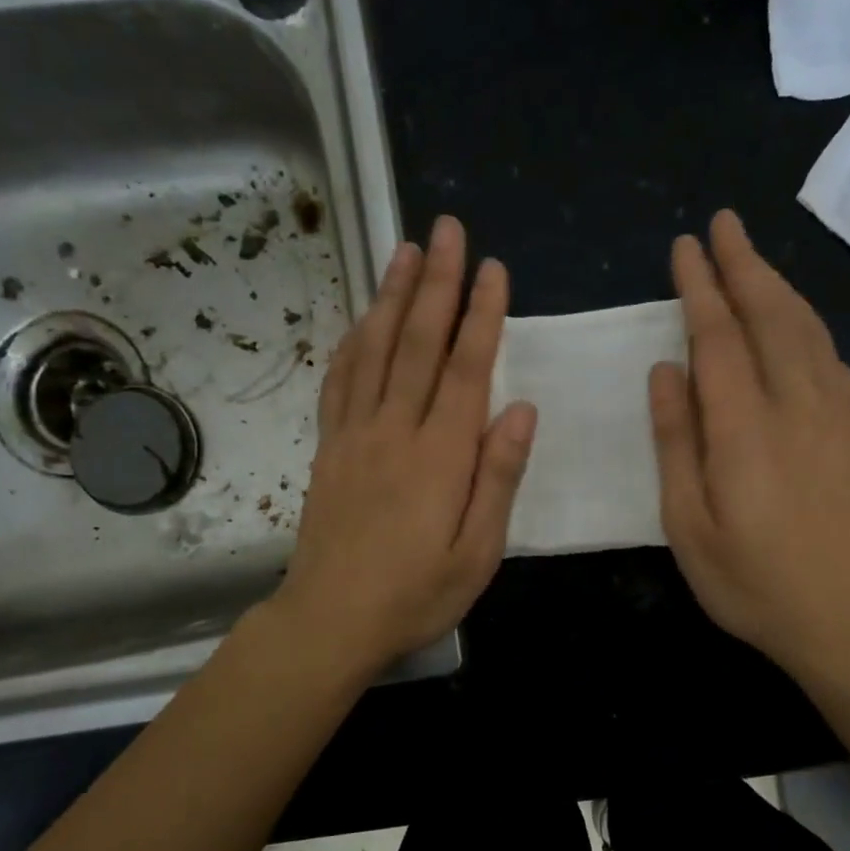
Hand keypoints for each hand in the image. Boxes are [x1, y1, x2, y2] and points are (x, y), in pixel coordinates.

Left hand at [273, 216, 536, 676]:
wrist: (331, 620)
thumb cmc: (417, 594)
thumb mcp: (478, 551)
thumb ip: (499, 477)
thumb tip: (520, 410)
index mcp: (441, 454)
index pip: (466, 368)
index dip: (482, 315)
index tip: (493, 268)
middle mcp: (396, 430)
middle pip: (418, 342)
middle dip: (437, 283)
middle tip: (447, 230)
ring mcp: (355, 435)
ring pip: (374, 350)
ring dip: (392, 296)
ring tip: (405, 251)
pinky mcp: (329, 448)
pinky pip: (339, 382)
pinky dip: (352, 342)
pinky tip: (361, 318)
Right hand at [648, 210, 849, 680]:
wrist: (848, 618)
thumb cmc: (752, 581)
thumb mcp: (688, 524)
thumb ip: (675, 441)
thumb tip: (665, 370)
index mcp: (744, 427)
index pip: (718, 338)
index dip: (699, 288)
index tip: (684, 248)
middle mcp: (795, 405)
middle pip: (770, 315)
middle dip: (744, 264)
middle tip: (722, 224)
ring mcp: (834, 415)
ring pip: (806, 328)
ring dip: (778, 285)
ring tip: (753, 257)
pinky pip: (831, 356)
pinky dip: (808, 323)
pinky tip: (797, 321)